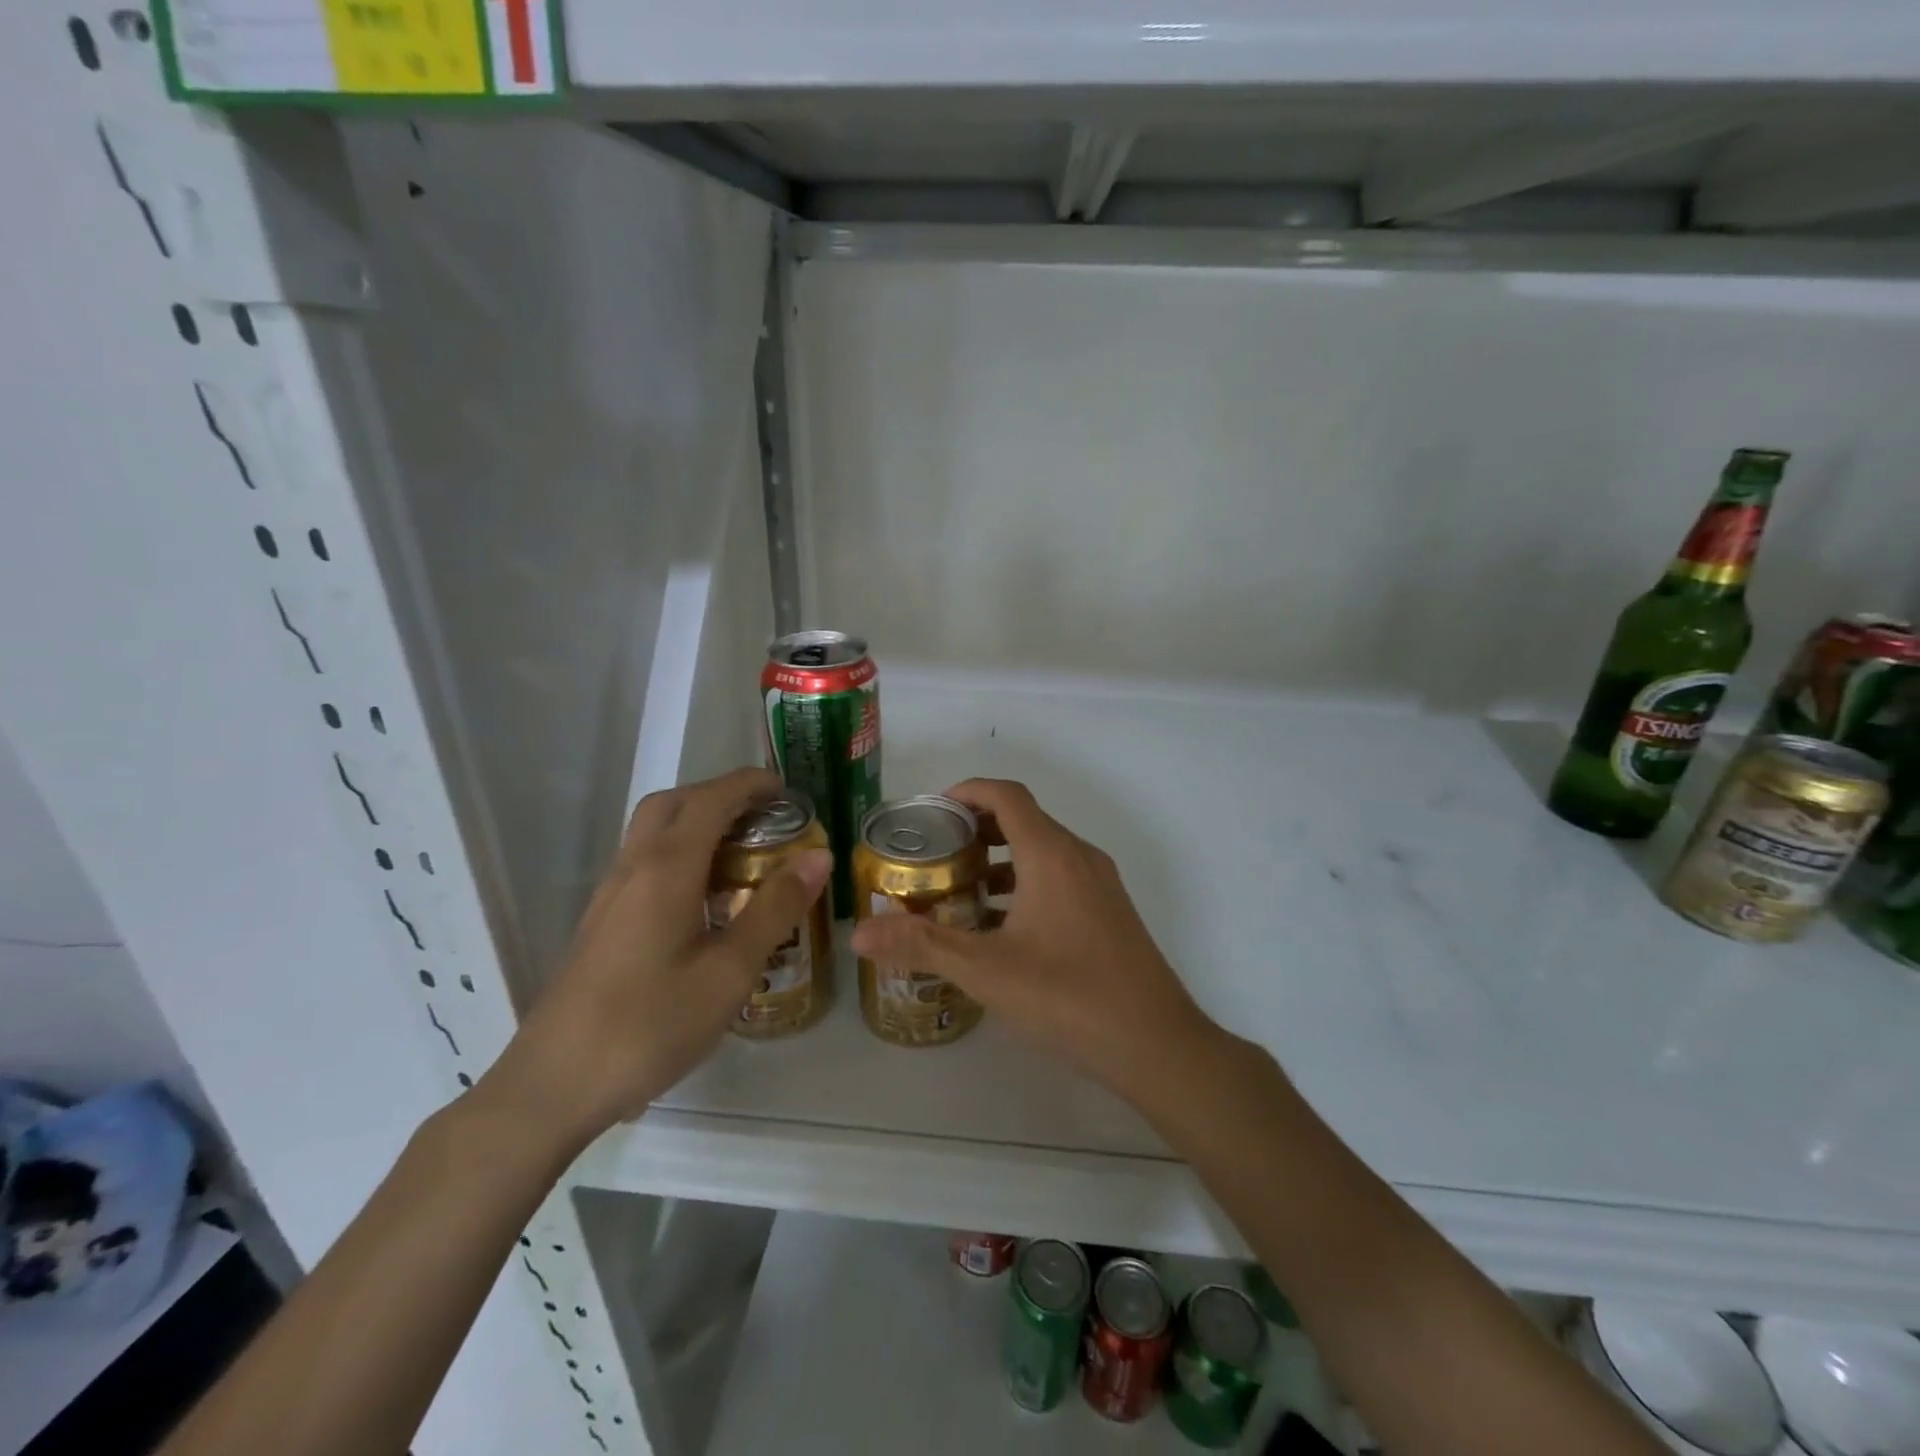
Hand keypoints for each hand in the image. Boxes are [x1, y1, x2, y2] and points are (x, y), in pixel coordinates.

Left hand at [483, 767, 831, 1146]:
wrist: (552, 1086)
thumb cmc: (649, 1027)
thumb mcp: (729, 972)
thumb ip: (775, 910)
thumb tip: (819, 857)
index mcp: (666, 869)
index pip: (711, 799)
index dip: (751, 784)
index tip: (789, 791)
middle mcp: (633, 867)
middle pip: (674, 803)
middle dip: (721, 795)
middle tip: (766, 818)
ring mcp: (610, 894)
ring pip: (654, 830)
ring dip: (698, 821)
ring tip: (745, 853)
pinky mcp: (602, 921)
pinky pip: (645, 861)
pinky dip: (681, 852)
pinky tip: (706, 898)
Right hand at [848, 777, 1220, 1102]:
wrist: (1156, 1043)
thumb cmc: (1068, 997)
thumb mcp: (986, 971)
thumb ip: (922, 946)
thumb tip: (859, 934)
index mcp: (1051, 855)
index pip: (1007, 796)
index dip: (968, 791)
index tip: (932, 810)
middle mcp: (1079, 857)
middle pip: (1025, 819)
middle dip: (978, 828)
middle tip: (936, 852)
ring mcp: (1100, 884)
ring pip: (1044, 851)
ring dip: (1002, 859)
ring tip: (960, 888)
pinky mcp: (1110, 912)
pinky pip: (1061, 877)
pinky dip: (1026, 883)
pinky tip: (1002, 927)